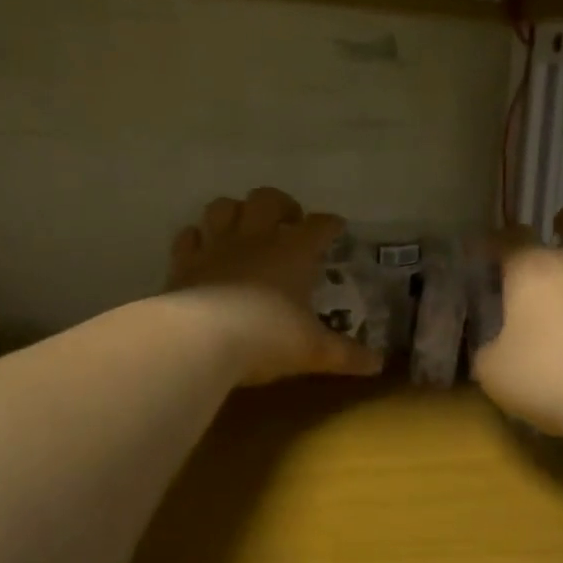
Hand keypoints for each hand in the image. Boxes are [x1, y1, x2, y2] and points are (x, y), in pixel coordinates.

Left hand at [167, 188, 382, 385]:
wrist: (202, 339)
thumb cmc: (268, 337)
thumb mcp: (313, 350)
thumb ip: (345, 355)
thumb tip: (377, 365)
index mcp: (294, 251)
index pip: (319, 225)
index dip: (330, 224)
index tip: (336, 228)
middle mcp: (256, 237)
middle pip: (268, 198)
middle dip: (280, 204)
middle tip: (287, 223)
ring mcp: (216, 246)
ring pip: (223, 207)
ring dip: (234, 212)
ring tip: (243, 228)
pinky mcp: (184, 262)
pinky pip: (188, 237)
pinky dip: (196, 239)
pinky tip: (202, 250)